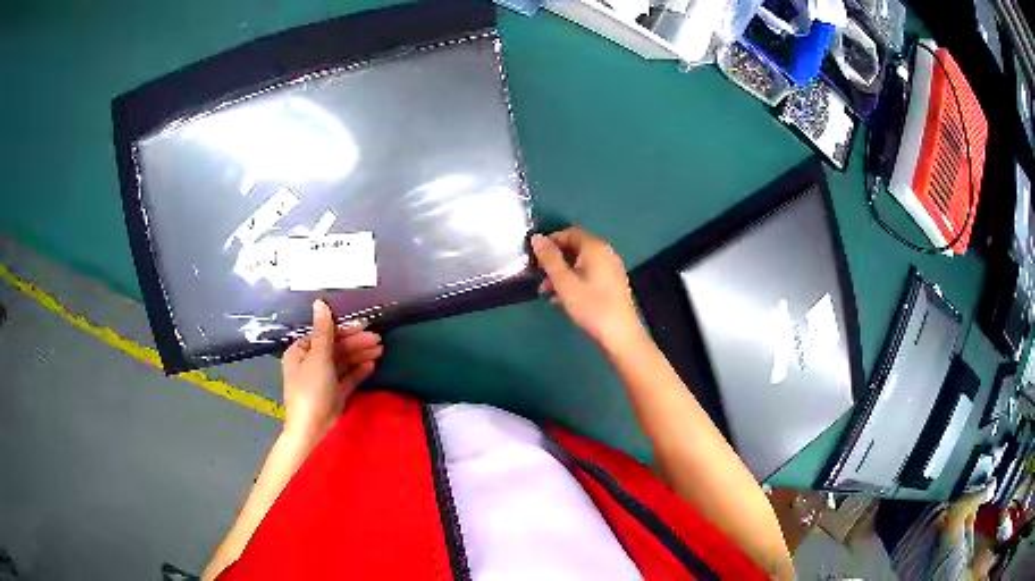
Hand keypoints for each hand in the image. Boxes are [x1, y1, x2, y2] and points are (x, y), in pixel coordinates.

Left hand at [281, 300, 382, 438]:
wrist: (312, 428)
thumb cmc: (310, 389)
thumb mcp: (318, 357)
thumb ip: (324, 330)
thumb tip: (319, 302)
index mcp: (300, 352)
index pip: (324, 335)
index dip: (344, 330)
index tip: (364, 326)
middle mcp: (310, 363)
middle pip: (335, 348)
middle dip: (356, 343)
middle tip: (378, 339)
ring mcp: (323, 380)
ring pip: (343, 362)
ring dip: (360, 355)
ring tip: (380, 350)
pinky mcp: (334, 394)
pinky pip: (347, 378)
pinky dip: (358, 371)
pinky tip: (372, 365)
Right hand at [531, 227, 644, 348]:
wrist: (620, 335)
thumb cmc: (591, 306)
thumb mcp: (564, 283)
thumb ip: (549, 259)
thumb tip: (536, 237)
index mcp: (595, 248)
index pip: (570, 232)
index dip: (551, 241)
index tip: (536, 257)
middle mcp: (606, 253)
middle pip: (576, 247)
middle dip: (555, 259)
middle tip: (539, 275)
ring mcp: (612, 269)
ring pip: (581, 263)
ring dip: (562, 273)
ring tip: (546, 291)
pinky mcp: (613, 285)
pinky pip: (589, 275)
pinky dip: (574, 281)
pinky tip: (562, 299)